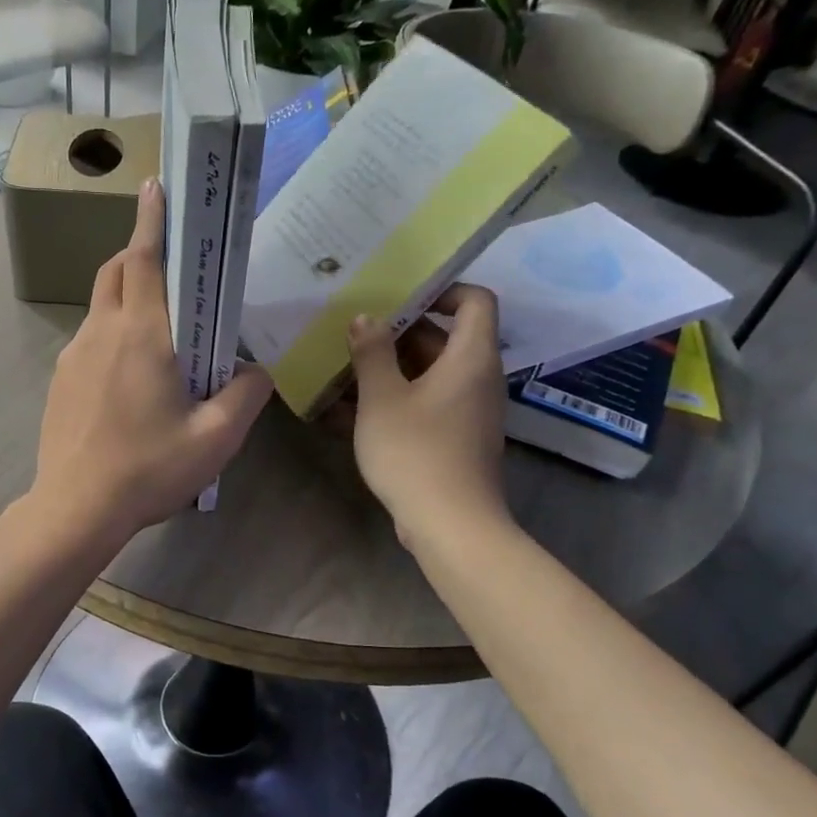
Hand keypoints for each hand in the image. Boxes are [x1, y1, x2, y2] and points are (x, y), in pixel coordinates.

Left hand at [27, 179, 272, 546]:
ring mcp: (73, 355)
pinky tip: (131, 380)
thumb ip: (245, 395)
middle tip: (174, 267)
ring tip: (160, 333)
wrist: (76, 508)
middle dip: (141, 253)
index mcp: (142, 334)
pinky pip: (90, 340)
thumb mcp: (216, 439)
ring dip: (127, 298)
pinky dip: (113, 335)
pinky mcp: (60, 381)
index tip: (156, 186)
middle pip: (116, 270)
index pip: (144, 259)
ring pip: (101, 306)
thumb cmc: (148, 470)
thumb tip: (255, 371)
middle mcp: (102, 332)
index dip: (152, 219)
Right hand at [346, 284, 508, 541]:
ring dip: (387, 371)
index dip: (442, 290)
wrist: (449, 525)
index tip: (399, 297)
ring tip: (340, 371)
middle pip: (443, 339)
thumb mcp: (382, 398)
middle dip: (397, 334)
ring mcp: (466, 412)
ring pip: (427, 375)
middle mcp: (476, 379)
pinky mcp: (453, 439)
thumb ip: (372, 353)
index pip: (475, 301)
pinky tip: (344, 413)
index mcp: (470, 357)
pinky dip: (392, 402)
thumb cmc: (416, 451)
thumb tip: (366, 319)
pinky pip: (423, 406)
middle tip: (353, 334)